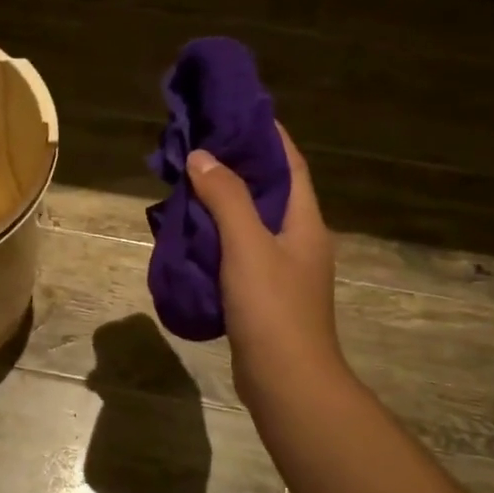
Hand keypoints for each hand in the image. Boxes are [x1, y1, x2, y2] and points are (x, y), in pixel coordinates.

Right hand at [186, 126, 341, 404]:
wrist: (286, 380)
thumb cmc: (273, 309)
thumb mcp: (247, 246)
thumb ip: (226, 198)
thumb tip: (203, 156)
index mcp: (305, 222)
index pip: (290, 164)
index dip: (267, 135)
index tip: (235, 112)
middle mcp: (299, 240)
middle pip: (270, 191)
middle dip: (239, 167)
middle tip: (200, 147)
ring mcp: (284, 270)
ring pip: (252, 223)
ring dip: (225, 203)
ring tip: (188, 185)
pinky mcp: (265, 294)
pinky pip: (241, 253)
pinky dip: (219, 237)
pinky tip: (192, 236)